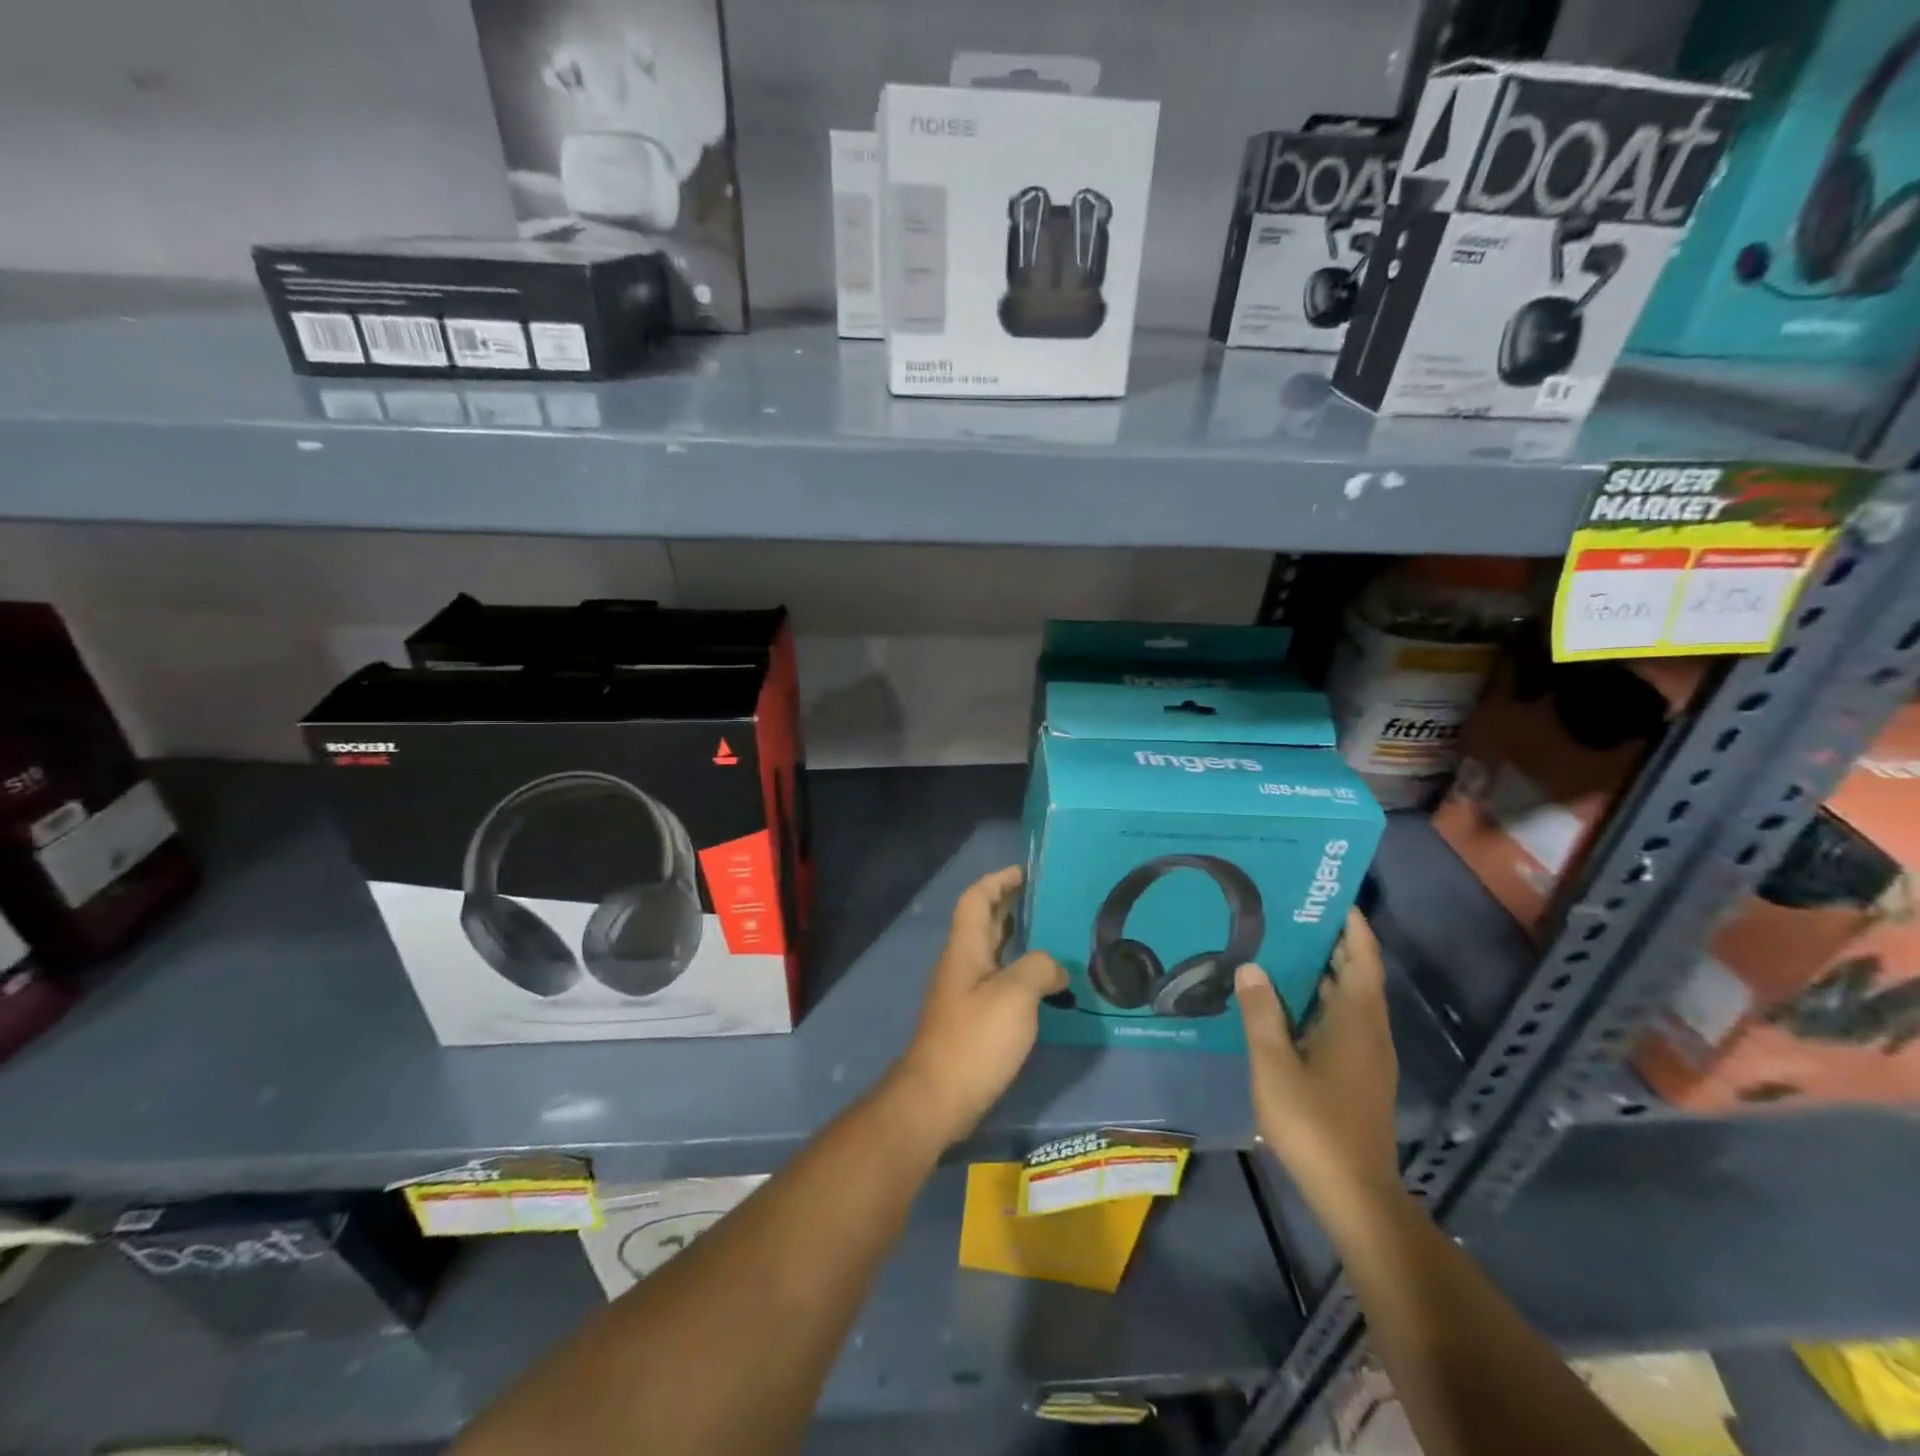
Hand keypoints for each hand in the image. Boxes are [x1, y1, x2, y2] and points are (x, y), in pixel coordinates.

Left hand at [894, 866, 1066, 1148]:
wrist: (939, 1097)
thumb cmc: (976, 1038)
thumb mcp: (1015, 994)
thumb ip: (1039, 968)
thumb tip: (1054, 968)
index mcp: (966, 948)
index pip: (977, 899)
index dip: (998, 880)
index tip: (1026, 872)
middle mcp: (962, 964)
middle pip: (984, 922)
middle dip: (1012, 906)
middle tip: (1049, 901)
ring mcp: (965, 993)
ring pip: (993, 953)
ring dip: (1019, 940)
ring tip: (1055, 938)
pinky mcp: (972, 1020)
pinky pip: (998, 981)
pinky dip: (1021, 973)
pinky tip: (1046, 987)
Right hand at [1235, 908, 1401, 1226]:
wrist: (1354, 1193)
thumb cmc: (1314, 1124)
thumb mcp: (1274, 1065)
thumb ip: (1261, 1014)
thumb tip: (1252, 967)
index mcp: (1356, 1021)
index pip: (1362, 960)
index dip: (1353, 927)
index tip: (1331, 897)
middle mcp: (1369, 1032)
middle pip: (1357, 976)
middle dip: (1332, 943)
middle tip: (1291, 915)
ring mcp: (1366, 1056)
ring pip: (1348, 1000)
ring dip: (1323, 973)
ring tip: (1282, 949)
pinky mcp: (1358, 1075)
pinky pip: (1341, 1021)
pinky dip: (1319, 1001)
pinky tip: (1285, 1004)